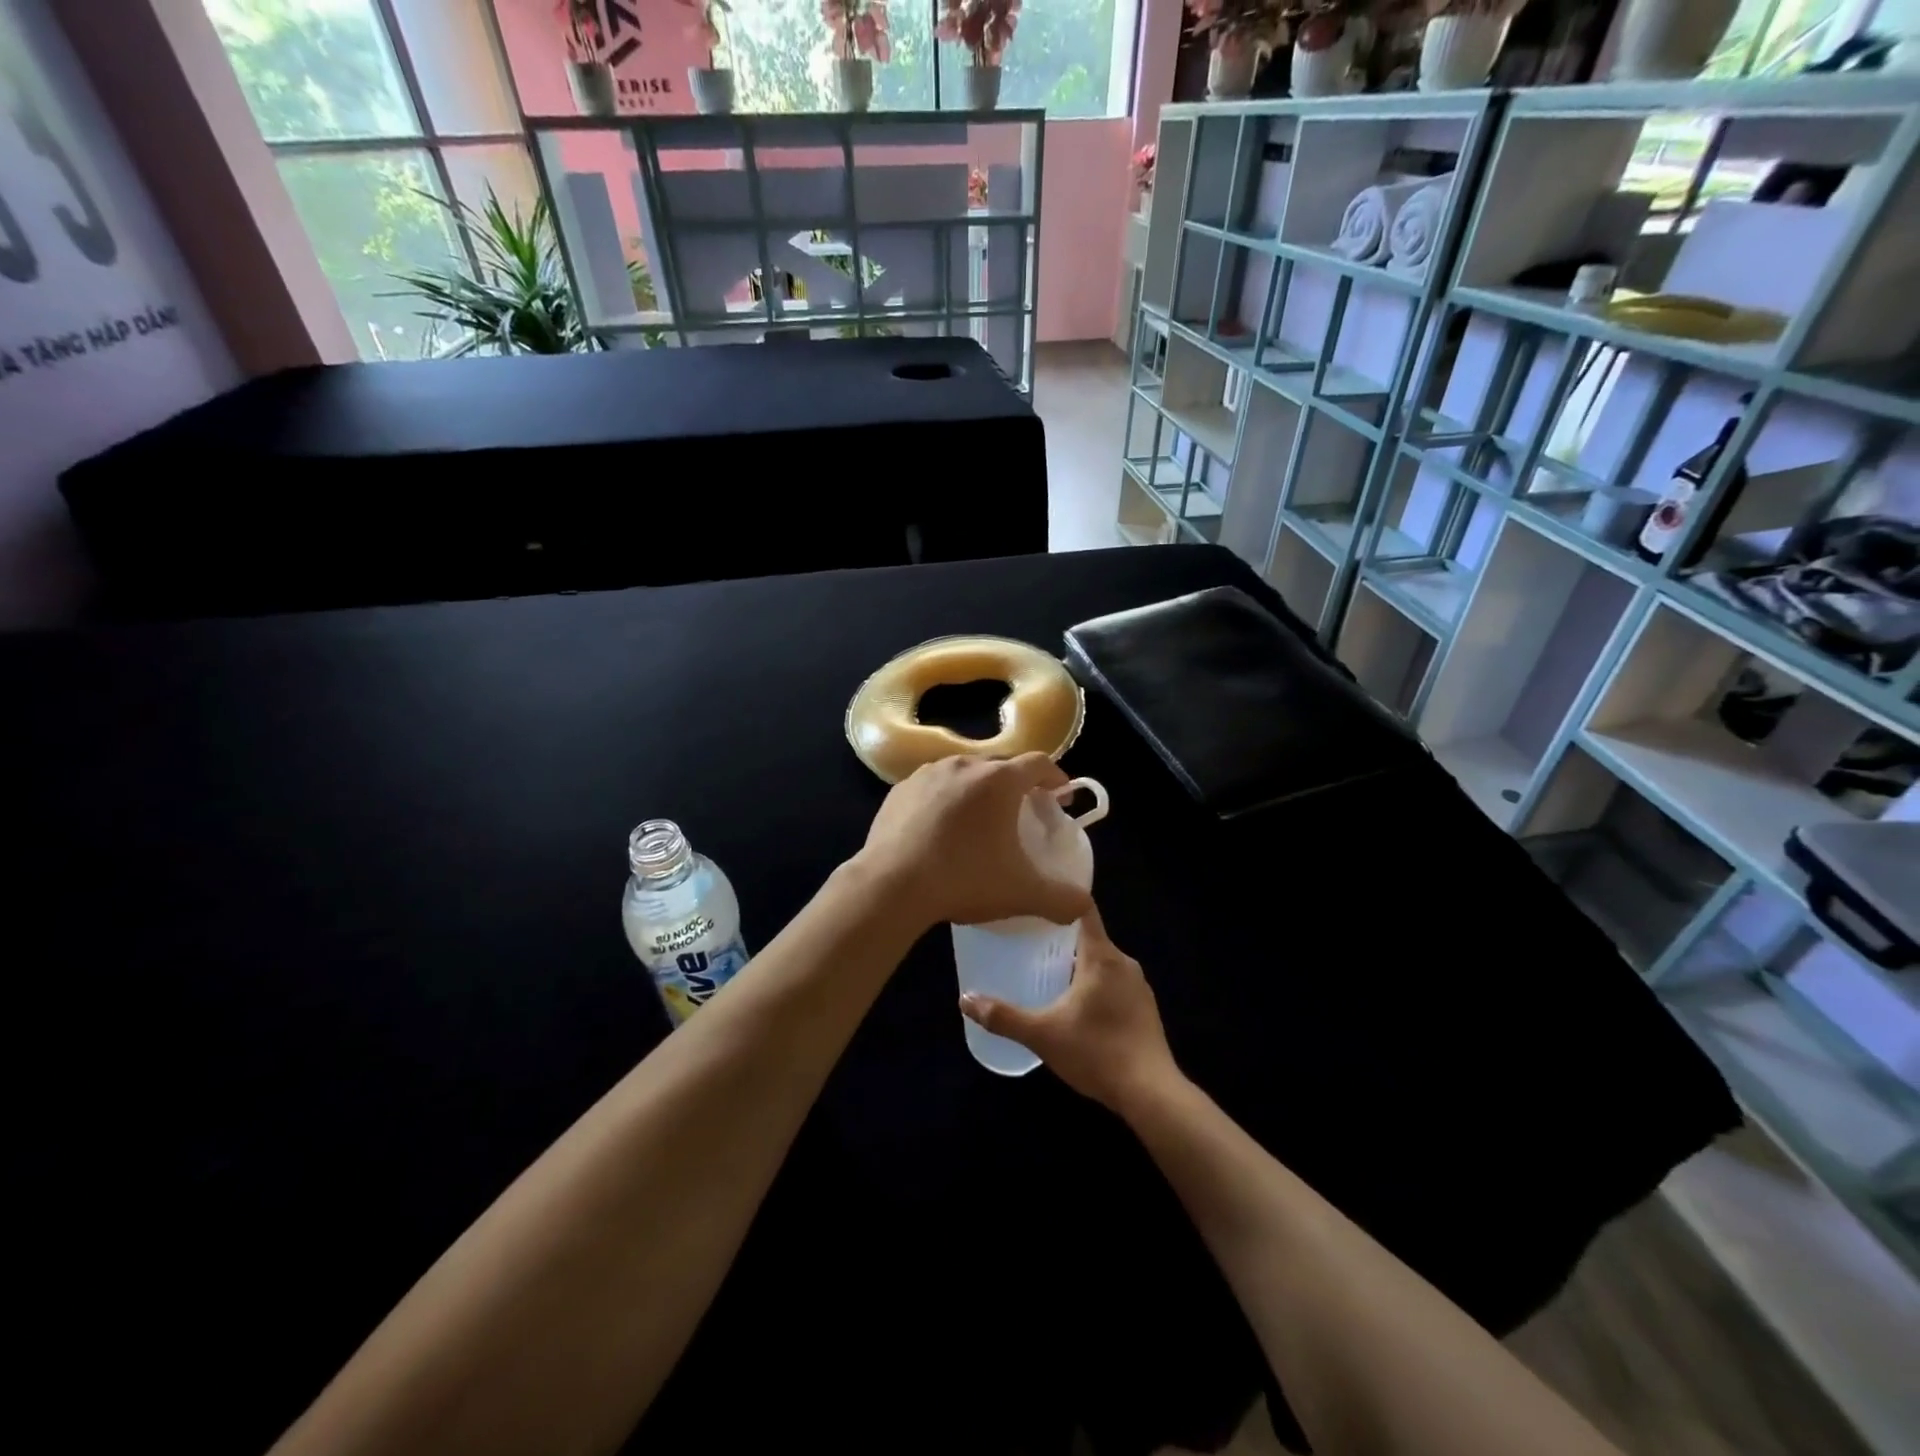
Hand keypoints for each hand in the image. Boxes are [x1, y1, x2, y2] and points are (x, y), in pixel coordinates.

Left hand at [857, 753, 1094, 930]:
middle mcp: (964, 765)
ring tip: (980, 820)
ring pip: (963, 772)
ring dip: (979, 789)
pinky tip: (941, 830)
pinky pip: (932, 786)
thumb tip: (1083, 906)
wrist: (891, 886)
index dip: (1056, 777)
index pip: (1039, 763)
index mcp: (999, 780)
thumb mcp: (1022, 893)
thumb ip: (1061, 899)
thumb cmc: (964, 879)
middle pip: (1001, 764)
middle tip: (1024, 811)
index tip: (1060, 797)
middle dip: (1017, 783)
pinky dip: (945, 800)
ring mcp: (927, 774)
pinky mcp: (899, 790)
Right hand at [959, 905, 1180, 1116]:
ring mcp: (1139, 986)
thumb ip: (1003, 1016)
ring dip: (1079, 967)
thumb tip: (964, 999)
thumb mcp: (1042, 1035)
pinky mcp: (1146, 1009)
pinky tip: (1078, 1010)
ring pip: (1103, 964)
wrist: (1151, 1094)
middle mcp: (1124, 963)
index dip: (1061, 900)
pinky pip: (1115, 984)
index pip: (1084, 909)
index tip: (1037, 901)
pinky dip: (1096, 988)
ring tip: (1048, 976)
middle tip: (1029, 945)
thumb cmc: (1096, 1053)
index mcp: (1102, 956)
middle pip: (1090, 938)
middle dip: (1062, 940)